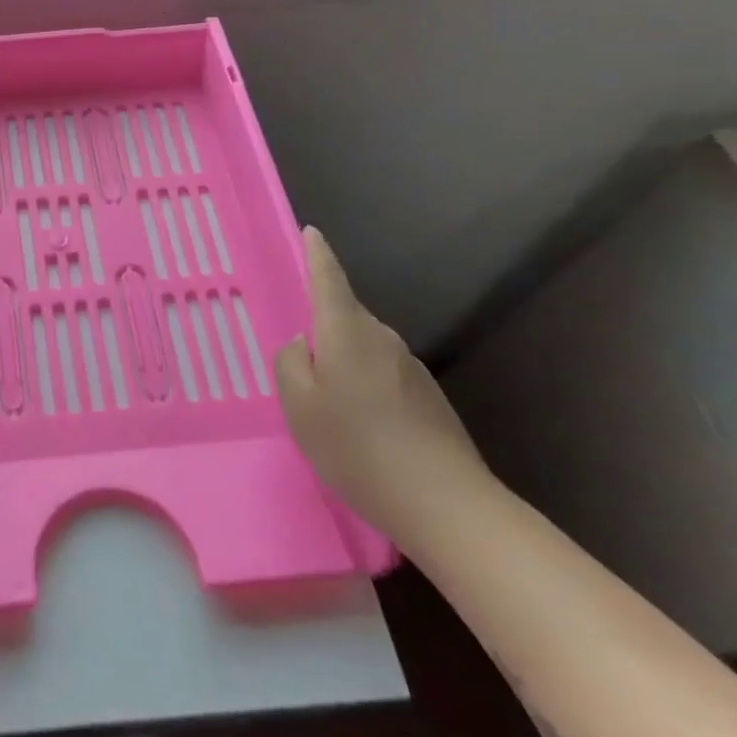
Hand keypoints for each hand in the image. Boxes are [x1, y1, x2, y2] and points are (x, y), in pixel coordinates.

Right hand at [276, 227, 490, 544]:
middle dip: (324, 326)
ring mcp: (410, 368)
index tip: (312, 232)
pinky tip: (362, 427)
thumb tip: (302, 344)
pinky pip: (384, 375)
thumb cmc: (357, 448)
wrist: (446, 504)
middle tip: (301, 361)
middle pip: (346, 316)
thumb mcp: (299, 407)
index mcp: (346, 332)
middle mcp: (381, 339)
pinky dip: (366, 387)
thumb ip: (290, 364)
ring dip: (345, 363)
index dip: (317, 255)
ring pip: (365, 349)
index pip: (328, 279)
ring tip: (330, 405)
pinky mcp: (429, 398)